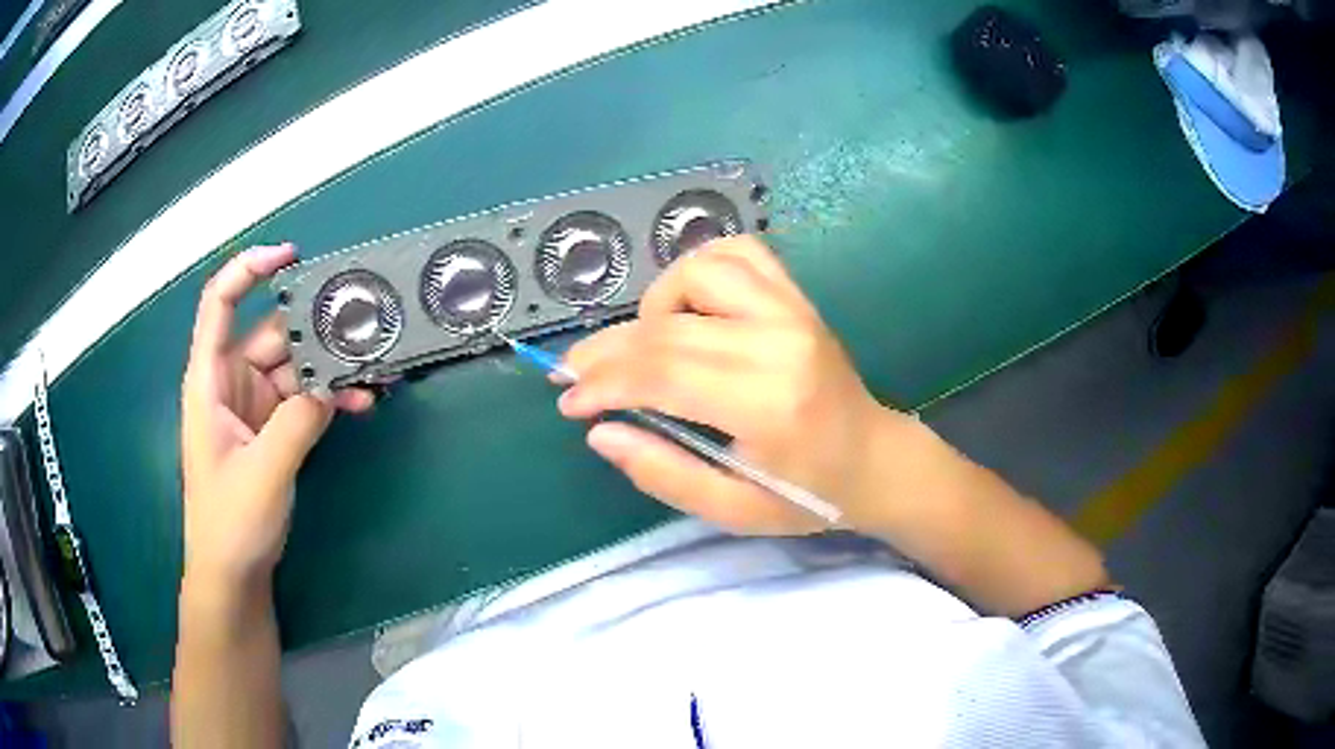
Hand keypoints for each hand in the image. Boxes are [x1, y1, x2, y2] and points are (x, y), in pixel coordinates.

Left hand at [180, 244, 371, 589]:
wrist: (234, 574)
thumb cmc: (230, 522)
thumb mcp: (263, 472)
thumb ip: (297, 422)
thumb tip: (334, 383)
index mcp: (209, 379)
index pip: (219, 303)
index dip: (248, 269)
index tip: (291, 257)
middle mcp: (231, 382)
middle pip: (271, 333)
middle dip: (313, 327)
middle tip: (362, 323)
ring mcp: (254, 405)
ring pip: (294, 366)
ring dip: (329, 367)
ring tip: (372, 370)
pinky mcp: (273, 428)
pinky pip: (304, 397)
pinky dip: (329, 396)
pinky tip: (360, 401)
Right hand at [559, 236, 902, 534]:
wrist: (873, 458)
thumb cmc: (806, 494)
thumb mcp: (732, 510)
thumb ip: (662, 472)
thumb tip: (600, 431)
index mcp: (766, 404)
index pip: (662, 374)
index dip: (602, 384)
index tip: (570, 403)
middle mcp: (779, 342)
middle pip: (666, 327)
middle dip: (606, 352)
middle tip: (574, 376)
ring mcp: (792, 310)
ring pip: (696, 272)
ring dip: (654, 307)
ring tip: (646, 346)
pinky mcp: (797, 296)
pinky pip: (737, 252)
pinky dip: (698, 268)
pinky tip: (687, 304)